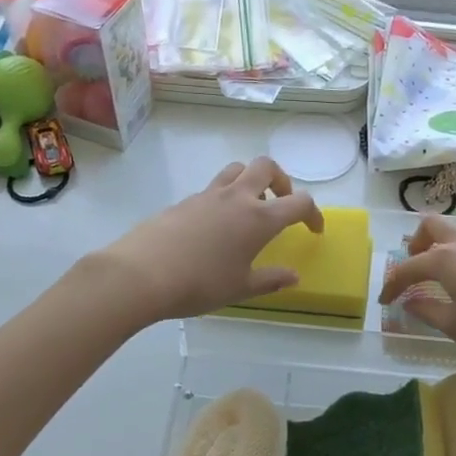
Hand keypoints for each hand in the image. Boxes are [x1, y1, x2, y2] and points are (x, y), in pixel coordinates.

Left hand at [96, 157, 323, 322]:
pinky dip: (223, 197)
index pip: (299, 203)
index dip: (313, 214)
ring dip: (250, 180)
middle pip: (266, 167)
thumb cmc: (200, 284)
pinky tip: (215, 226)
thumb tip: (293, 276)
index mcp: (259, 218)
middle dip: (281, 181)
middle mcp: (236, 198)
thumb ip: (271, 280)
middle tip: (280, 203)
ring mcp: (207, 195)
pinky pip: (212, 188)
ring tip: (249, 207)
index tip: (314, 229)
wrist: (141, 274)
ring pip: (236, 169)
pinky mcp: (184, 201)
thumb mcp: (241, 288)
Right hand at [377, 211, 455, 353]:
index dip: (392, 284)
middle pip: (432, 225)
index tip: (386, 300)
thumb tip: (410, 303)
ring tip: (453, 254)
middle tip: (417, 264)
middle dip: (418, 242)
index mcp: (444, 260)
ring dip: (453, 232)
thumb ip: (428, 312)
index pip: (407, 268)